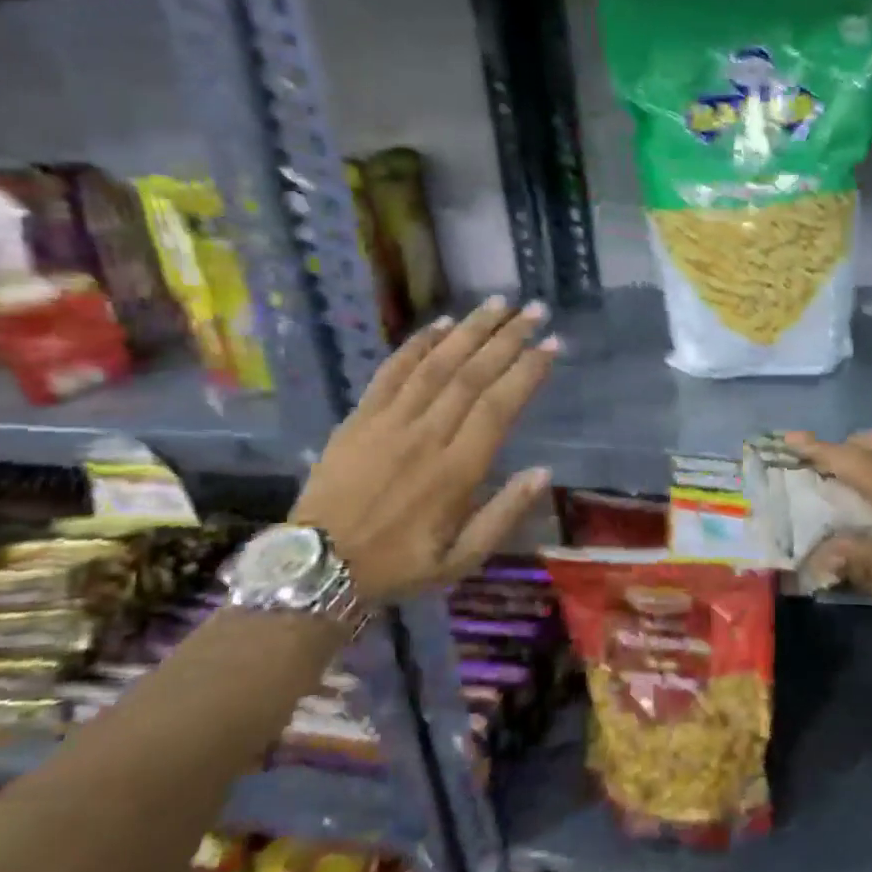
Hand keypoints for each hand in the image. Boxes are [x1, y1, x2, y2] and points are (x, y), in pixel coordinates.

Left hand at [292, 297, 558, 601]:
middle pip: (472, 375)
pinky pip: (391, 372)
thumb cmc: (399, 566)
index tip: (552, 345)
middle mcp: (426, 437)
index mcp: (455, 472)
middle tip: (535, 310)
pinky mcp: (359, 418)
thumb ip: (504, 515)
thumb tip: (543, 472)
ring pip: (435, 364)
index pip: (498, 407)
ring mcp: (388, 423)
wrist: (319, 568)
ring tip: (498, 303)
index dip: (527, 372)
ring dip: (469, 330)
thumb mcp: (462, 561)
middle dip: (507, 338)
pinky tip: (442, 324)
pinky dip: (418, 344)